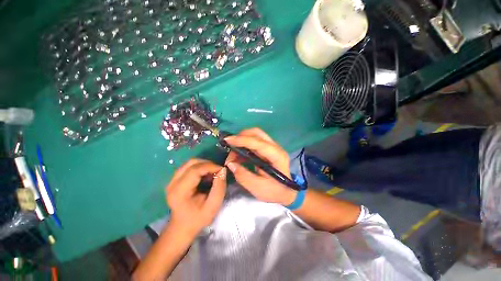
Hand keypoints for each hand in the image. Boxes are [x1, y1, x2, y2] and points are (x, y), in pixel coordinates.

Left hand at [165, 159, 226, 237]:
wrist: (182, 226)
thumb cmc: (198, 218)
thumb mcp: (213, 206)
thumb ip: (219, 188)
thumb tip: (223, 170)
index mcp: (180, 191)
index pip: (195, 170)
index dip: (210, 166)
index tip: (222, 169)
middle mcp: (172, 183)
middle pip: (191, 163)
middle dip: (208, 163)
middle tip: (218, 171)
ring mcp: (172, 180)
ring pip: (190, 162)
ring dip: (204, 164)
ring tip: (212, 173)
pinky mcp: (174, 178)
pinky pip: (189, 166)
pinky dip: (200, 167)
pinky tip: (205, 175)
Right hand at [224, 128, 295, 204]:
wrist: (288, 192)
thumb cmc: (275, 191)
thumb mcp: (258, 188)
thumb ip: (243, 176)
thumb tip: (230, 164)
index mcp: (277, 156)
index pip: (258, 143)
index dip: (242, 140)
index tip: (227, 140)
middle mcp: (276, 148)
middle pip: (257, 133)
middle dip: (241, 136)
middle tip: (229, 145)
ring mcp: (272, 147)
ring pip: (255, 136)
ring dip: (241, 141)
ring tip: (232, 154)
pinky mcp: (268, 150)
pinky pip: (254, 143)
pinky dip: (244, 146)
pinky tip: (238, 156)